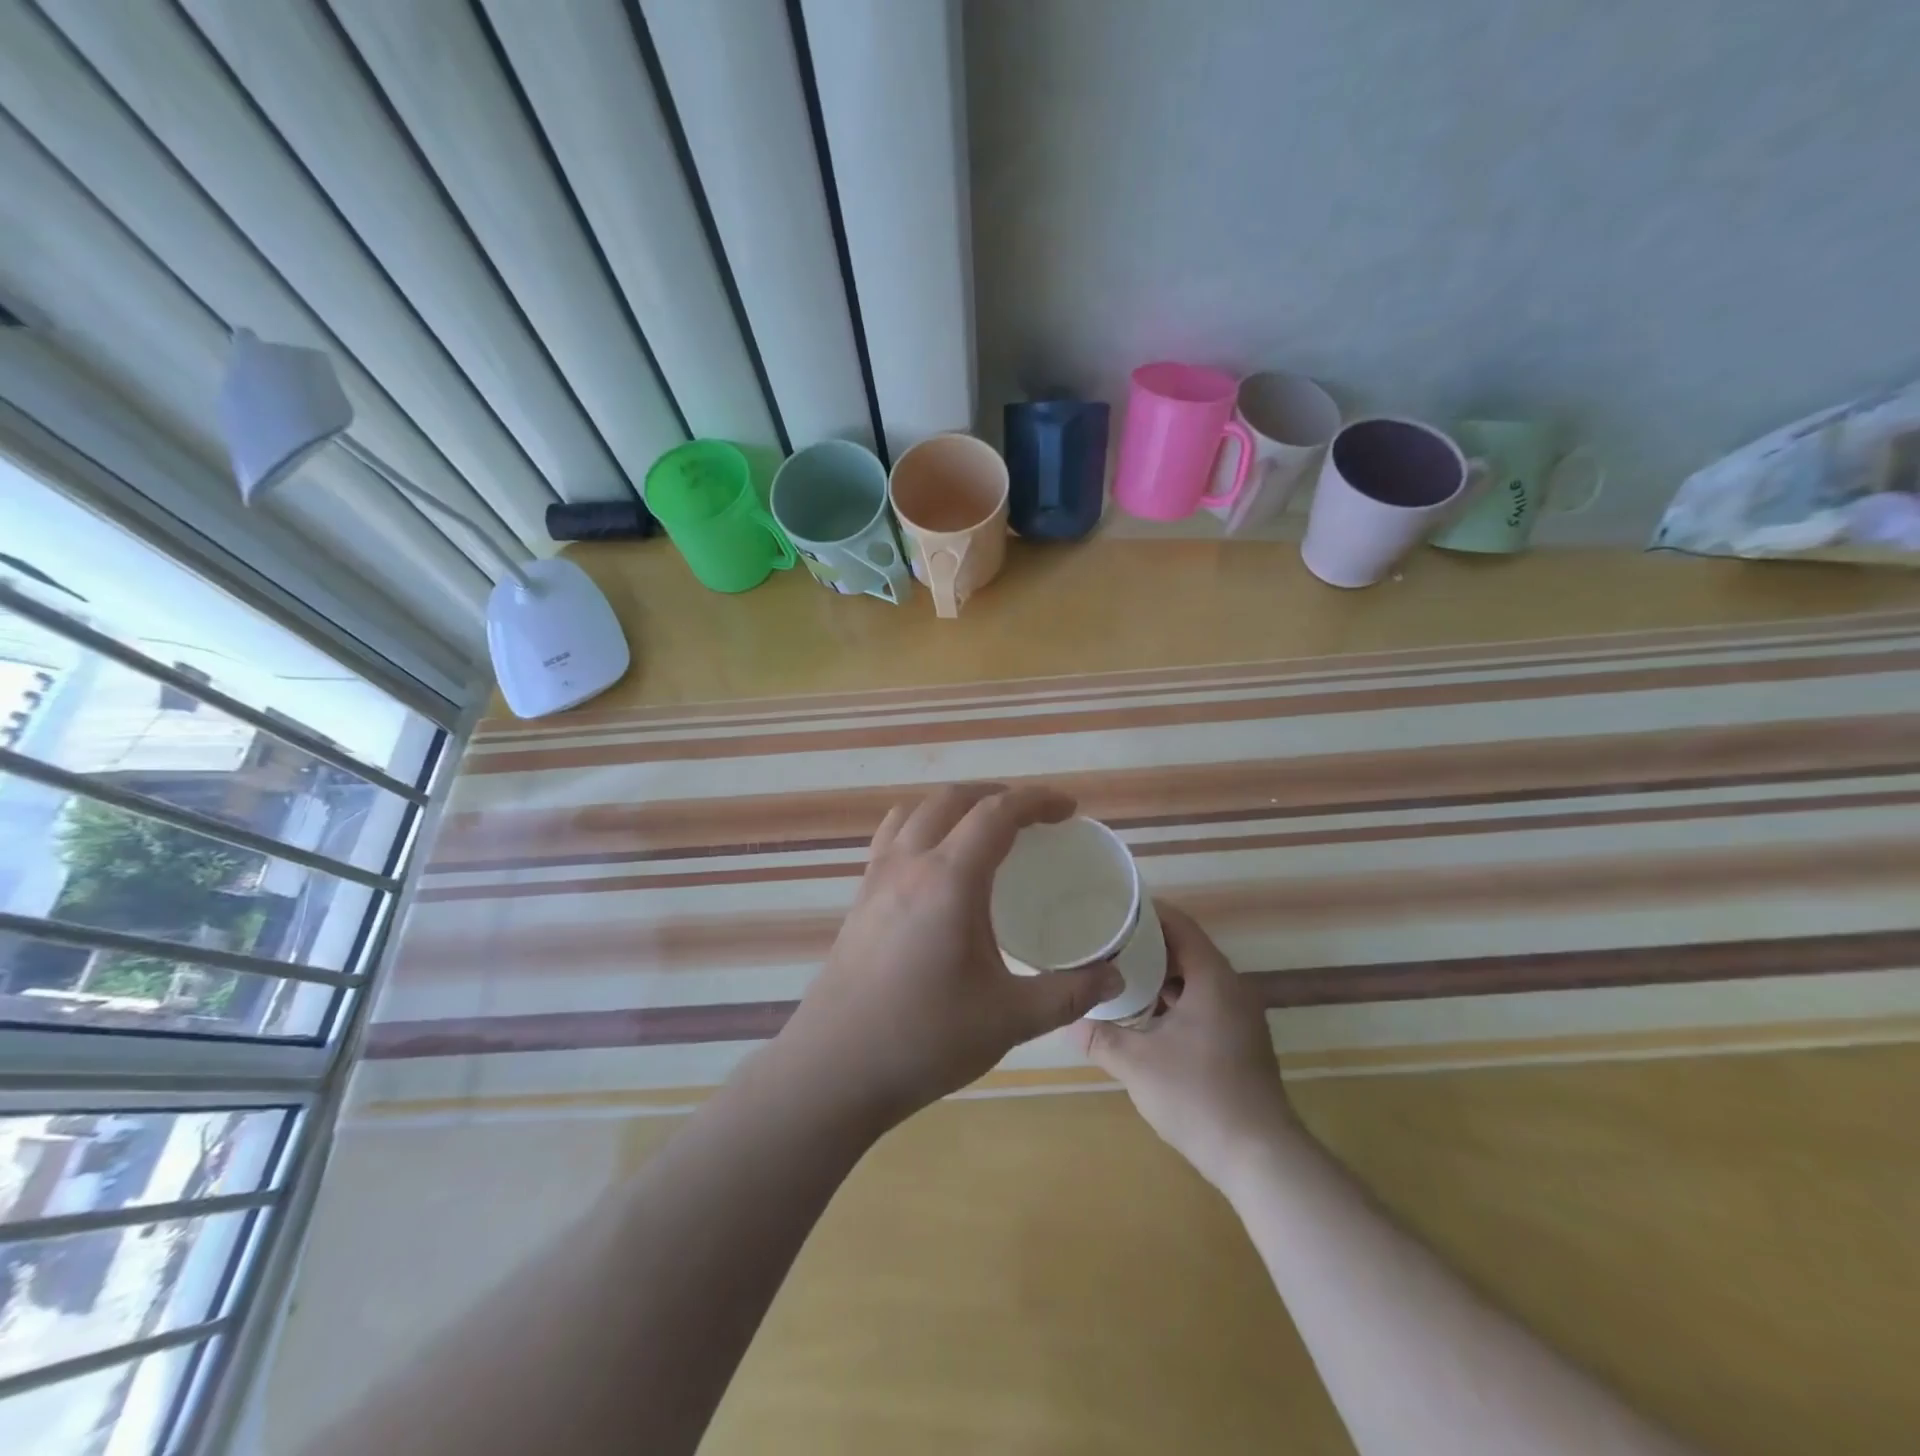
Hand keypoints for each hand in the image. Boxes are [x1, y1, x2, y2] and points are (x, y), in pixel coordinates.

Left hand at [777, 784, 1122, 1130]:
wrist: (834, 1069)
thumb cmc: (925, 1039)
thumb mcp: (1010, 1019)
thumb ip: (1069, 994)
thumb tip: (1113, 977)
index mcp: (949, 879)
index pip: (997, 813)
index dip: (1037, 800)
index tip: (1068, 810)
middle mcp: (909, 863)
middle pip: (953, 799)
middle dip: (997, 795)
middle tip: (1033, 819)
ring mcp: (876, 878)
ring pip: (916, 812)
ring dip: (955, 806)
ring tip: (983, 831)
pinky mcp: (859, 899)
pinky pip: (892, 837)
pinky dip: (922, 827)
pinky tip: (935, 867)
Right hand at [1076, 902, 1299, 1191]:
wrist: (1259, 1158)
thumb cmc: (1198, 1096)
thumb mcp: (1137, 1064)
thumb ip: (1100, 1037)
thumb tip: (1069, 1020)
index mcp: (1213, 979)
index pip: (1180, 925)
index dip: (1147, 913)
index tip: (1113, 909)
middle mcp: (1232, 989)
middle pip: (1187, 950)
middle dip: (1147, 945)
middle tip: (1107, 942)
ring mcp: (1239, 1018)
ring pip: (1195, 980)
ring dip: (1160, 975)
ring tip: (1118, 974)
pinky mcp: (1239, 1042)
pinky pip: (1203, 1004)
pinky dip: (1174, 1000)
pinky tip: (1144, 1016)